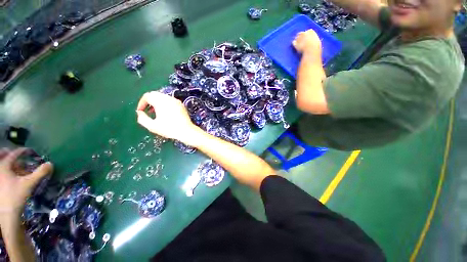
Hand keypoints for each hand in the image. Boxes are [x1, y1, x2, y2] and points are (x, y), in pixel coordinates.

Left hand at [0, 148, 52, 217]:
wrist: (7, 213)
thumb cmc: (16, 195)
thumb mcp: (29, 183)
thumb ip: (40, 173)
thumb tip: (50, 164)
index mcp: (3, 166)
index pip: (13, 154)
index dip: (22, 151)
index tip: (29, 150)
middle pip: (2, 157)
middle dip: (8, 154)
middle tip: (17, 154)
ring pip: (2, 165)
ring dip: (9, 163)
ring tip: (17, 165)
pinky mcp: (0, 184)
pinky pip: (2, 173)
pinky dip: (7, 171)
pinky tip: (14, 176)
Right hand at [136, 91, 199, 144]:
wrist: (186, 131)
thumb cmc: (169, 129)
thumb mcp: (152, 126)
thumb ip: (142, 118)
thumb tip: (139, 112)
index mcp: (160, 101)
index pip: (147, 96)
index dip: (141, 103)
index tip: (140, 111)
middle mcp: (168, 98)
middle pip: (155, 94)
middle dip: (149, 101)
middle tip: (147, 111)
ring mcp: (176, 101)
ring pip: (163, 97)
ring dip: (157, 102)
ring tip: (156, 112)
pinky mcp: (181, 104)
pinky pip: (170, 100)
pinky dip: (165, 103)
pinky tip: (165, 112)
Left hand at [293, 29, 321, 54]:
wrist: (311, 50)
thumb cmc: (315, 46)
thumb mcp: (317, 41)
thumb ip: (313, 39)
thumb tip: (312, 41)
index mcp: (311, 31)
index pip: (307, 31)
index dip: (306, 36)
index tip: (307, 39)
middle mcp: (304, 33)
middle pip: (300, 34)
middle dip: (301, 37)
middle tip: (301, 42)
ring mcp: (299, 38)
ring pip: (296, 38)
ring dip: (297, 40)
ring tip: (299, 45)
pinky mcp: (295, 43)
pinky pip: (293, 42)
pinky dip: (294, 44)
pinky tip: (295, 47)